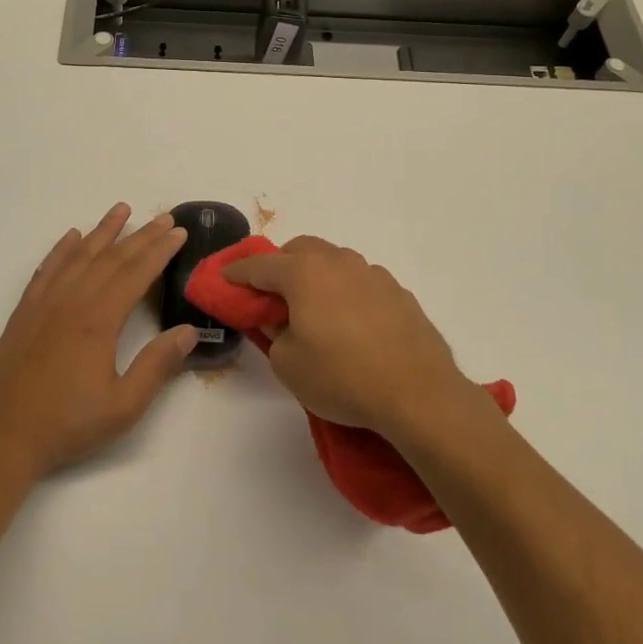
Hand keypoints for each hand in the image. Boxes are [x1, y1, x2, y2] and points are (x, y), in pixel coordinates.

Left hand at [0, 205, 198, 478]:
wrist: (3, 436)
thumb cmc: (68, 423)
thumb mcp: (123, 405)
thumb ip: (157, 366)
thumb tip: (188, 332)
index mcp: (99, 320)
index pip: (136, 273)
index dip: (160, 251)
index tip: (179, 233)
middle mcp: (72, 301)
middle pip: (111, 258)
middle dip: (141, 235)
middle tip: (163, 217)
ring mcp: (45, 303)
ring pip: (78, 256)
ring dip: (102, 231)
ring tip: (121, 210)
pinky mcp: (24, 312)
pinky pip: (46, 269)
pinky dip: (61, 250)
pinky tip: (71, 237)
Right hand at [225, 236, 470, 439]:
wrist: (418, 393)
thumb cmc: (343, 378)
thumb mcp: (288, 364)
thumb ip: (273, 333)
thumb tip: (280, 319)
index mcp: (304, 273)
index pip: (260, 265)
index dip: (237, 272)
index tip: (224, 277)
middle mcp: (338, 262)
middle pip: (300, 250)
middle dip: (280, 265)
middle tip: (271, 294)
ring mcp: (372, 274)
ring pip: (334, 261)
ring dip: (316, 275)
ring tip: (313, 309)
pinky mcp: (398, 292)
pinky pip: (360, 281)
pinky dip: (345, 291)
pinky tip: (350, 322)